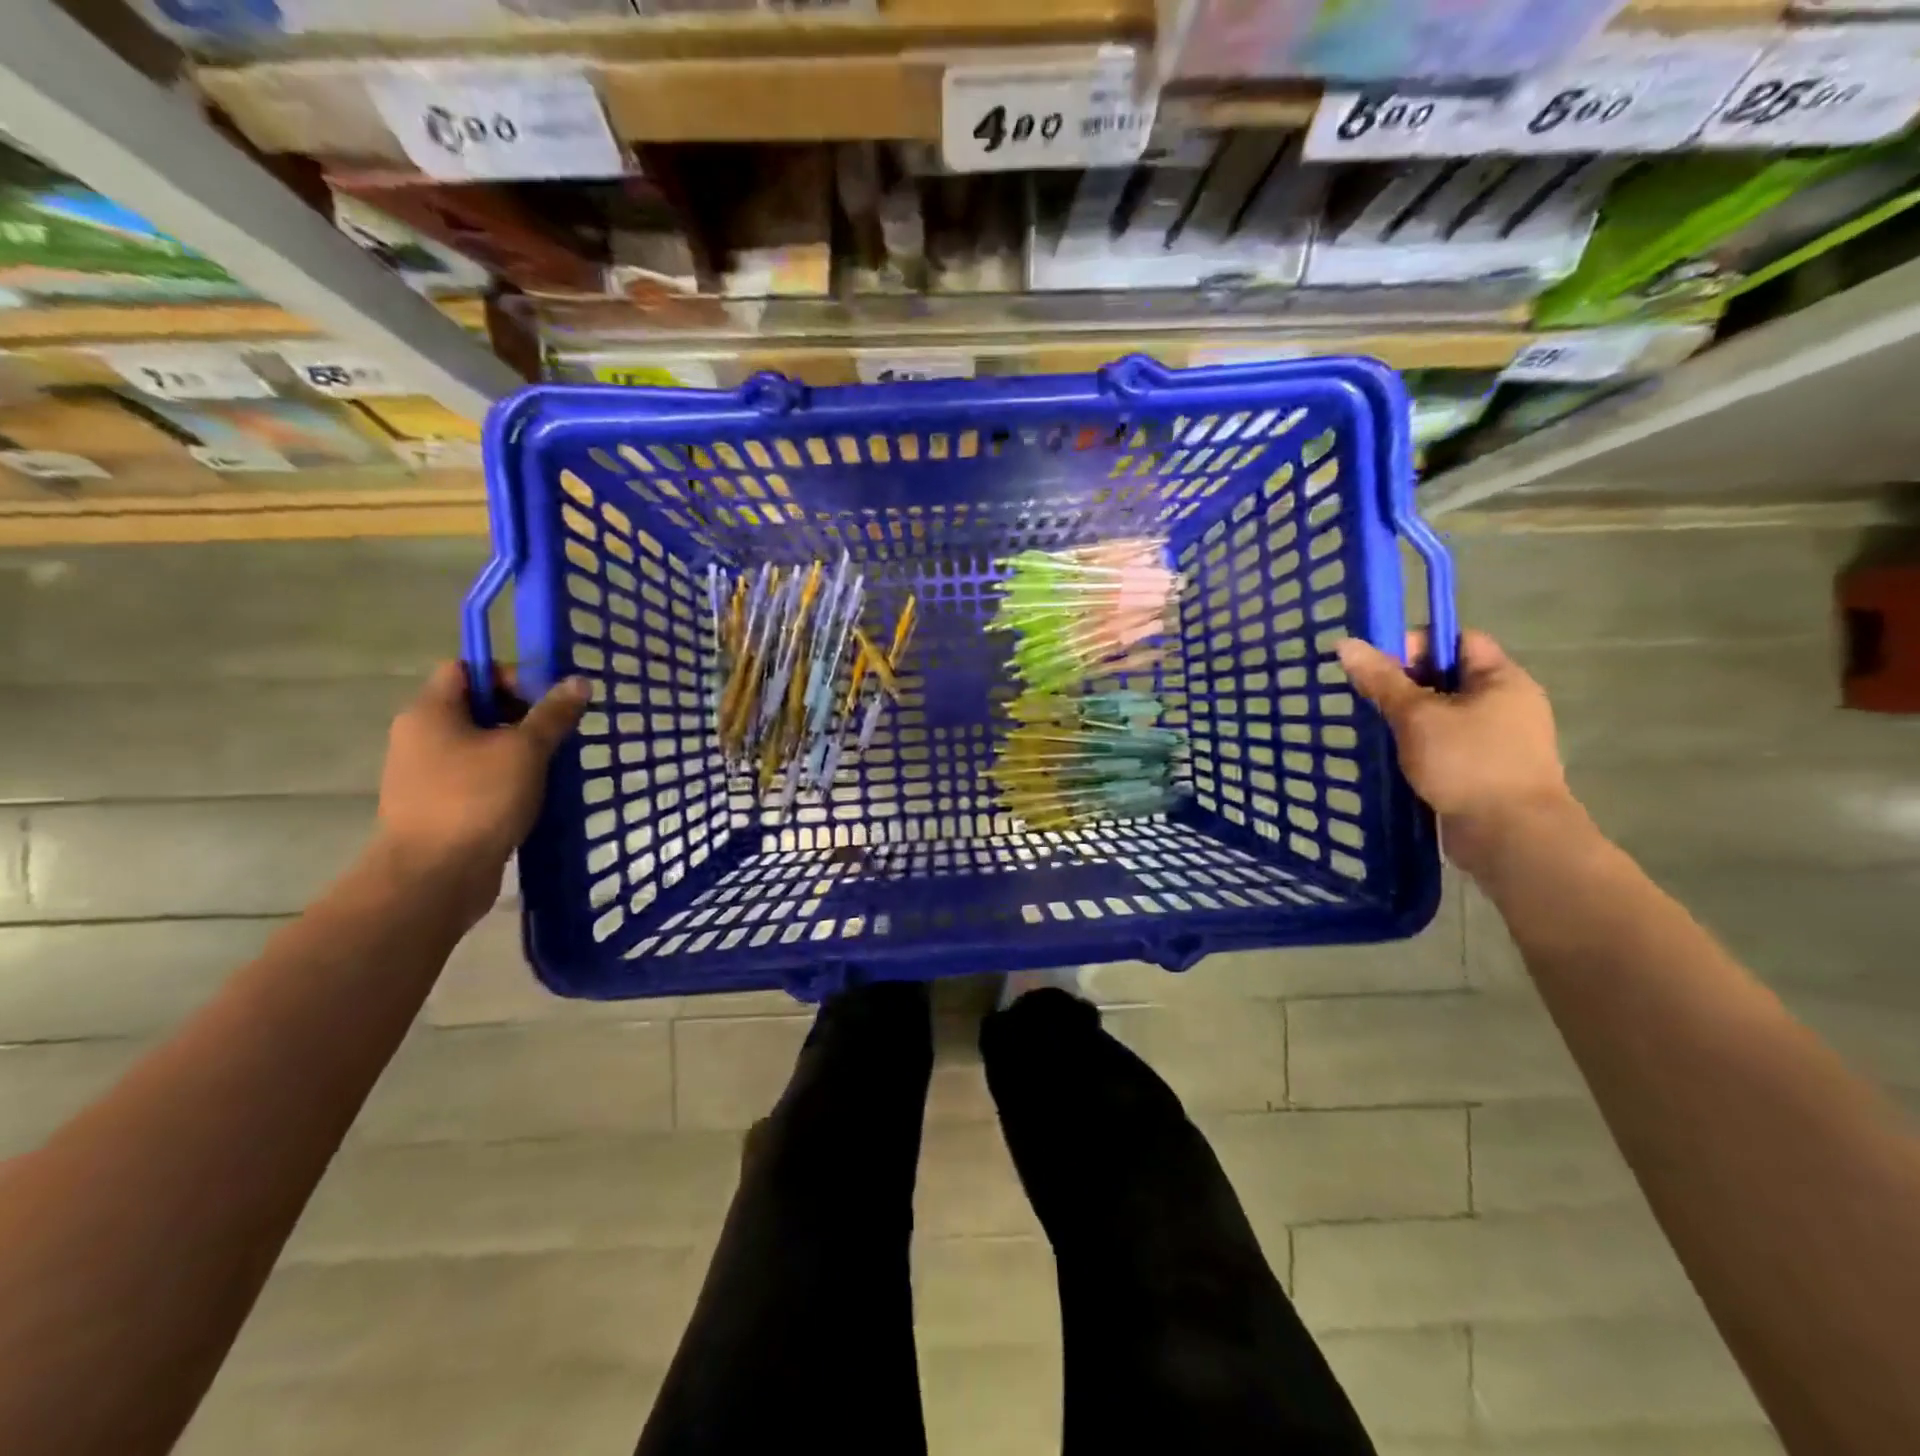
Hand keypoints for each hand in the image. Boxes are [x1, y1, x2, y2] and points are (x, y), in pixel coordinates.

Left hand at [373, 663, 589, 914]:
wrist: (433, 877)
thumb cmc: (477, 800)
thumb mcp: (525, 750)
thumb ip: (553, 714)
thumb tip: (578, 681)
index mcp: (431, 712)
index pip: (467, 669)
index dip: (508, 675)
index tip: (546, 699)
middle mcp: (420, 736)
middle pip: (475, 707)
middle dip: (521, 715)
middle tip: (557, 734)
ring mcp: (425, 774)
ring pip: (478, 745)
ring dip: (516, 750)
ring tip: (552, 766)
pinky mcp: (437, 806)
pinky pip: (476, 777)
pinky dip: (505, 779)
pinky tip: (533, 795)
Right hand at [1337, 630, 1576, 874]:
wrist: (1511, 837)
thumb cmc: (1467, 764)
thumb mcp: (1417, 716)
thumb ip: (1381, 680)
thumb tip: (1345, 644)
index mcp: (1501, 679)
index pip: (1458, 640)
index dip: (1417, 644)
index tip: (1378, 665)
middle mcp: (1506, 703)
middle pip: (1448, 676)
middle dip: (1405, 683)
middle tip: (1367, 697)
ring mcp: (1498, 739)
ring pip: (1444, 713)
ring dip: (1409, 717)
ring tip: (1374, 727)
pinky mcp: (1485, 770)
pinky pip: (1447, 743)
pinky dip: (1420, 744)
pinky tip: (1393, 756)